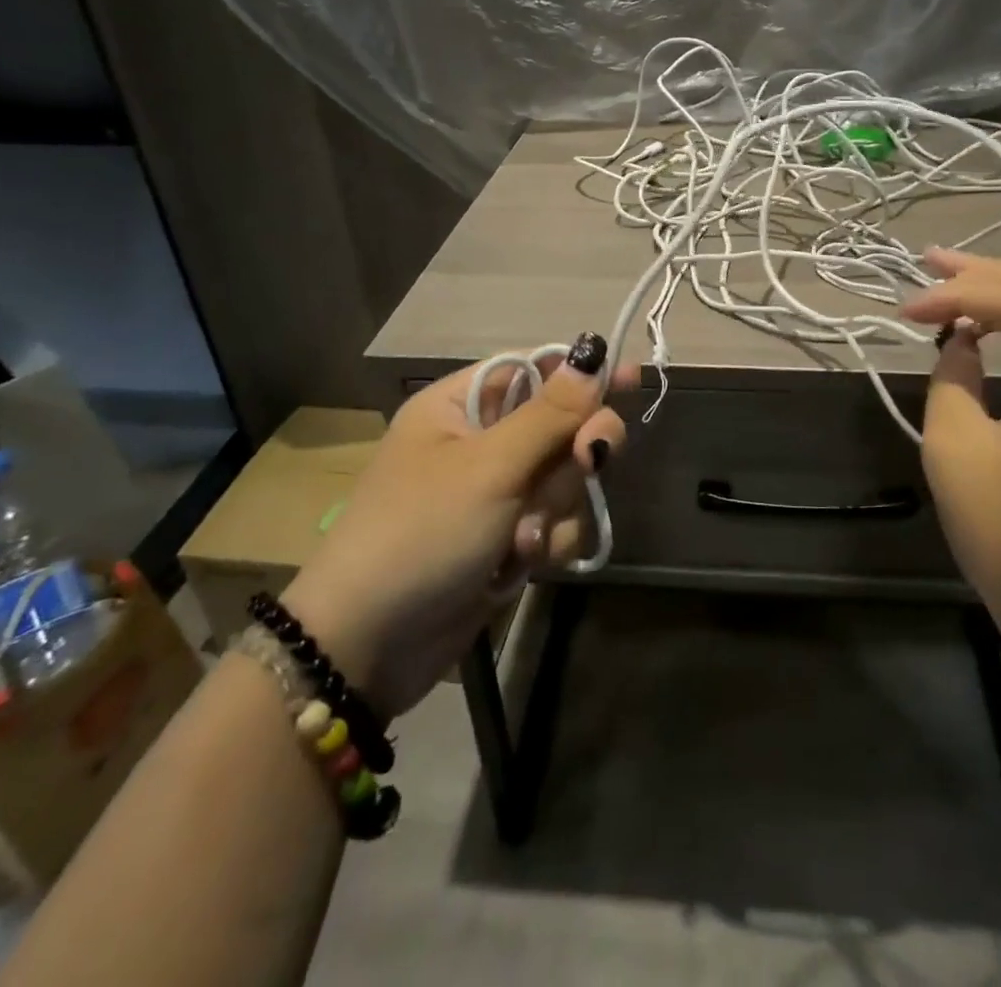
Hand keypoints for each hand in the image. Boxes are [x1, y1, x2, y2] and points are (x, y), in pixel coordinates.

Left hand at [280, 334, 631, 719]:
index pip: (534, 370)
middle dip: (574, 452)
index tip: (631, 378)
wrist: (368, 647)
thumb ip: (550, 413)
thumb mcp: (490, 466)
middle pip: (559, 426)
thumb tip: (594, 353)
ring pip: (564, 479)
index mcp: (461, 407)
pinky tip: (521, 564)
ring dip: (554, 508)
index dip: (581, 374)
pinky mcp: (505, 539)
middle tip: (590, 461)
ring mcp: (495, 495)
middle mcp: (480, 443)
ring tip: (521, 539)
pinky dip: (546, 542)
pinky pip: (553, 522)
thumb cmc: (423, 533)